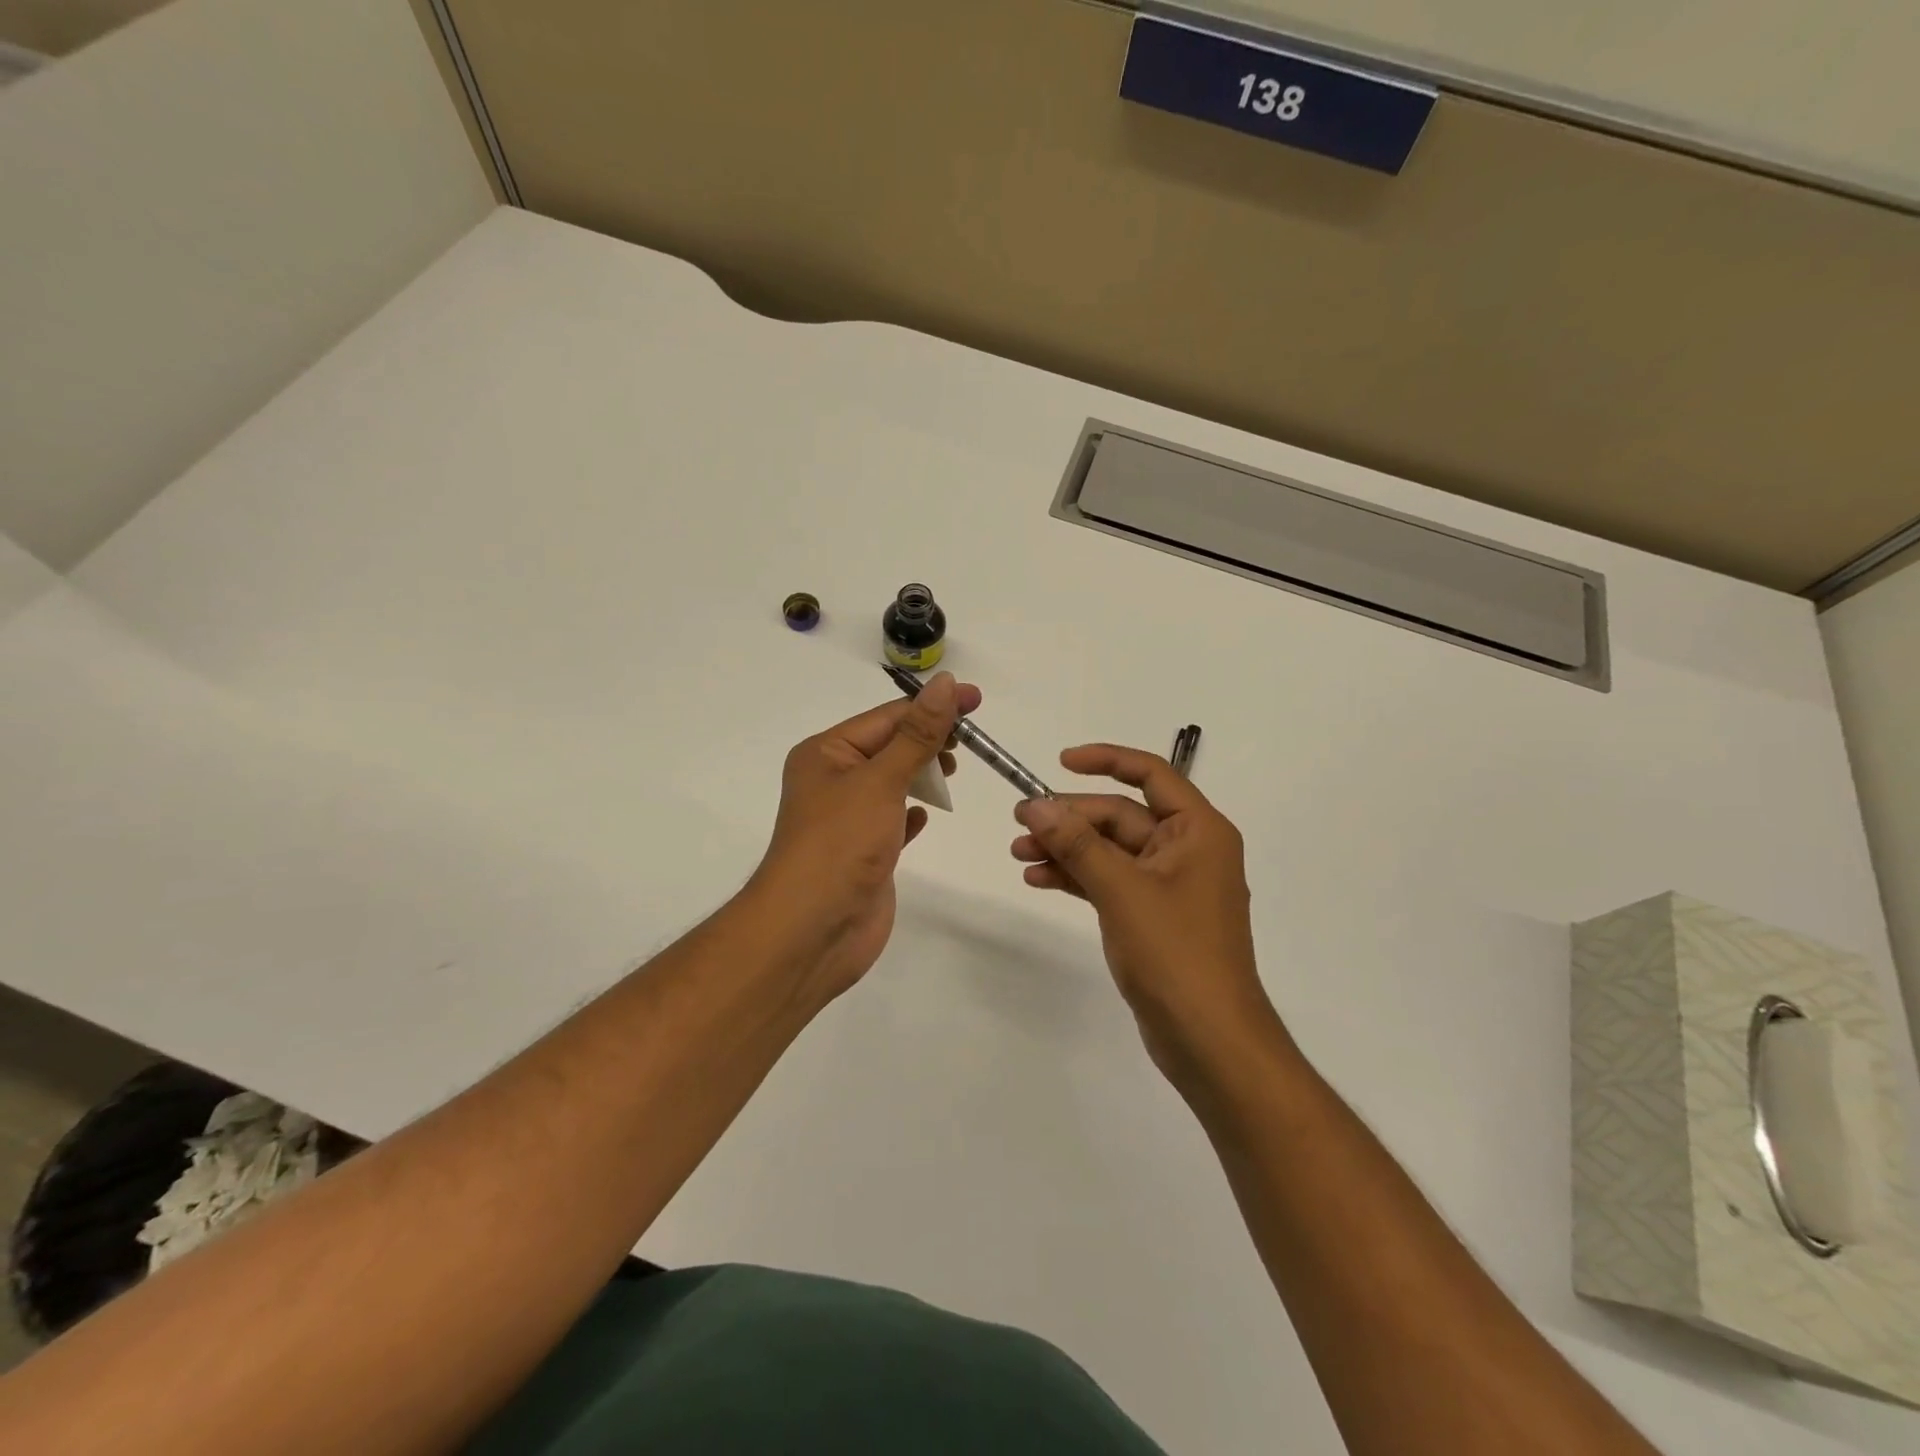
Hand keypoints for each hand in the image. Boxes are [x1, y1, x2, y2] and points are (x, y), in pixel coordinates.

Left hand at [747, 672, 980, 1001]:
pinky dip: (912, 813)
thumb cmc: (841, 844)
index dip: (932, 707)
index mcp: (825, 754)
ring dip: (922, 775)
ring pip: (893, 783)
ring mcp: (848, 819)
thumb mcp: (881, 780)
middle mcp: (833, 781)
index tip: (975, 700)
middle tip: (972, 741)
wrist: (813, 930)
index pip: (886, 718)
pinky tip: (927, 815)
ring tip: (955, 773)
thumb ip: (918, 735)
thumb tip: (944, 683)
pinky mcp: (864, 853)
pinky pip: (892, 821)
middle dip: (929, 740)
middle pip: (890, 747)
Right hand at [1010, 745, 1281, 1085]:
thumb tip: (1035, 805)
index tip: (1060, 762)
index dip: (1106, 760)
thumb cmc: (1176, 953)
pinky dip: (1077, 877)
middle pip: (1121, 816)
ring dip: (1067, 848)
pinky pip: (1110, 881)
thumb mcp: (1122, 890)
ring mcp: (1168, 885)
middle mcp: (1187, 849)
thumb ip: (1077, 844)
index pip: (1151, 774)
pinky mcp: (1151, 915)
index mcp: (1198, 830)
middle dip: (1071, 818)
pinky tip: (1038, 879)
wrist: (1209, 1039)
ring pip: (1110, 850)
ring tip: (1018, 853)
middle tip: (1021, 822)